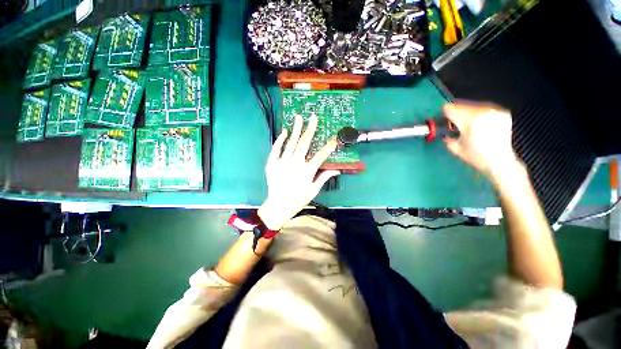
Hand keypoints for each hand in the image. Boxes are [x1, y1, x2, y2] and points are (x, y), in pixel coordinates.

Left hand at [257, 115, 339, 229]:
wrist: (278, 206)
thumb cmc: (298, 199)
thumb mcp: (314, 190)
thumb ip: (324, 177)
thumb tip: (337, 170)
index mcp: (307, 171)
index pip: (320, 156)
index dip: (328, 147)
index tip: (333, 139)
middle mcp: (295, 164)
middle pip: (304, 143)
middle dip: (310, 129)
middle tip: (313, 117)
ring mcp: (282, 162)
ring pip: (291, 143)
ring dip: (295, 129)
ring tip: (298, 117)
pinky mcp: (272, 163)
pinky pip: (276, 149)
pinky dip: (280, 139)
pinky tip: (284, 131)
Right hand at [443, 101, 520, 181]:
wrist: (499, 161)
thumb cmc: (474, 156)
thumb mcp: (454, 147)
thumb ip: (445, 134)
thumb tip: (442, 127)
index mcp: (470, 120)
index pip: (450, 108)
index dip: (444, 115)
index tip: (443, 121)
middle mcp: (483, 111)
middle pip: (461, 104)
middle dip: (455, 113)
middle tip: (455, 124)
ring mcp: (495, 110)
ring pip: (472, 104)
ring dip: (467, 112)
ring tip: (468, 125)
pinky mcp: (502, 111)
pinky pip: (484, 107)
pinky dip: (478, 113)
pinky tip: (479, 124)